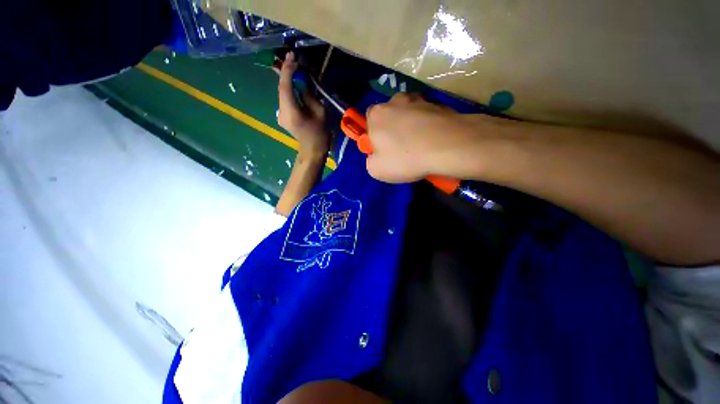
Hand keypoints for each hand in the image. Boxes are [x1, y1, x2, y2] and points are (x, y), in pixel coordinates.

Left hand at [276, 52, 329, 155]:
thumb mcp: (320, 112)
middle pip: (281, 89)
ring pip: (282, 93)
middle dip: (286, 72)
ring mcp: (280, 115)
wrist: (313, 149)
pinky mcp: (282, 116)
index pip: (285, 87)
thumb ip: (309, 95)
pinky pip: (284, 100)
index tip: (292, 56)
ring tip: (294, 67)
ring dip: (287, 81)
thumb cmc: (320, 133)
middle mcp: (281, 112)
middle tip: (293, 58)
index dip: (287, 70)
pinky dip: (289, 90)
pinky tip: (294, 83)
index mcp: (291, 112)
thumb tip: (302, 81)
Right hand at [365, 93, 480, 182]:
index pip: (369, 120)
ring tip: (420, 145)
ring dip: (412, 126)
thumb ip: (371, 160)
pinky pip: (428, 117)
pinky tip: (433, 141)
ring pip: (410, 114)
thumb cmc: (405, 158)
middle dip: (394, 129)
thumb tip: (377, 155)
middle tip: (402, 149)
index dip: (375, 135)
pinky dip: (428, 127)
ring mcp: (419, 100)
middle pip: (390, 115)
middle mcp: (395, 101)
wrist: (447, 146)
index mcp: (376, 114)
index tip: (383, 149)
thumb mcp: (376, 169)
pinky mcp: (439, 104)